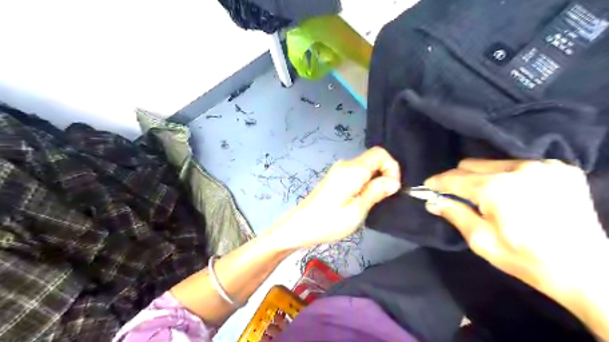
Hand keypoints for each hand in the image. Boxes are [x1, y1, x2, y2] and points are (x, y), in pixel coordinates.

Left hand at [270, 147, 400, 247]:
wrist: (298, 227)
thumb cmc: (328, 222)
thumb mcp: (356, 211)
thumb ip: (376, 192)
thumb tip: (393, 181)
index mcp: (352, 170)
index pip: (380, 153)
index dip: (392, 167)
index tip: (392, 188)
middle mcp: (345, 165)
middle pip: (373, 159)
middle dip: (385, 175)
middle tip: (384, 199)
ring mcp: (338, 171)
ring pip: (366, 167)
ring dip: (375, 181)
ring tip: (372, 202)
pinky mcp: (335, 178)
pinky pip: (357, 174)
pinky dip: (365, 183)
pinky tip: (361, 200)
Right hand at [425, 158, 608, 338]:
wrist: (589, 272)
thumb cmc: (526, 259)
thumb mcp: (482, 241)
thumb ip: (455, 214)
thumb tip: (432, 201)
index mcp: (496, 188)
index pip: (455, 178)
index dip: (438, 182)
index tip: (427, 186)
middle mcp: (518, 169)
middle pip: (472, 164)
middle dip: (460, 179)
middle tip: (458, 196)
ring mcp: (543, 166)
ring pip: (496, 163)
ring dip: (485, 178)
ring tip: (489, 198)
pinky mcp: (562, 169)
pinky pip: (521, 166)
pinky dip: (511, 178)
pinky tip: (517, 195)